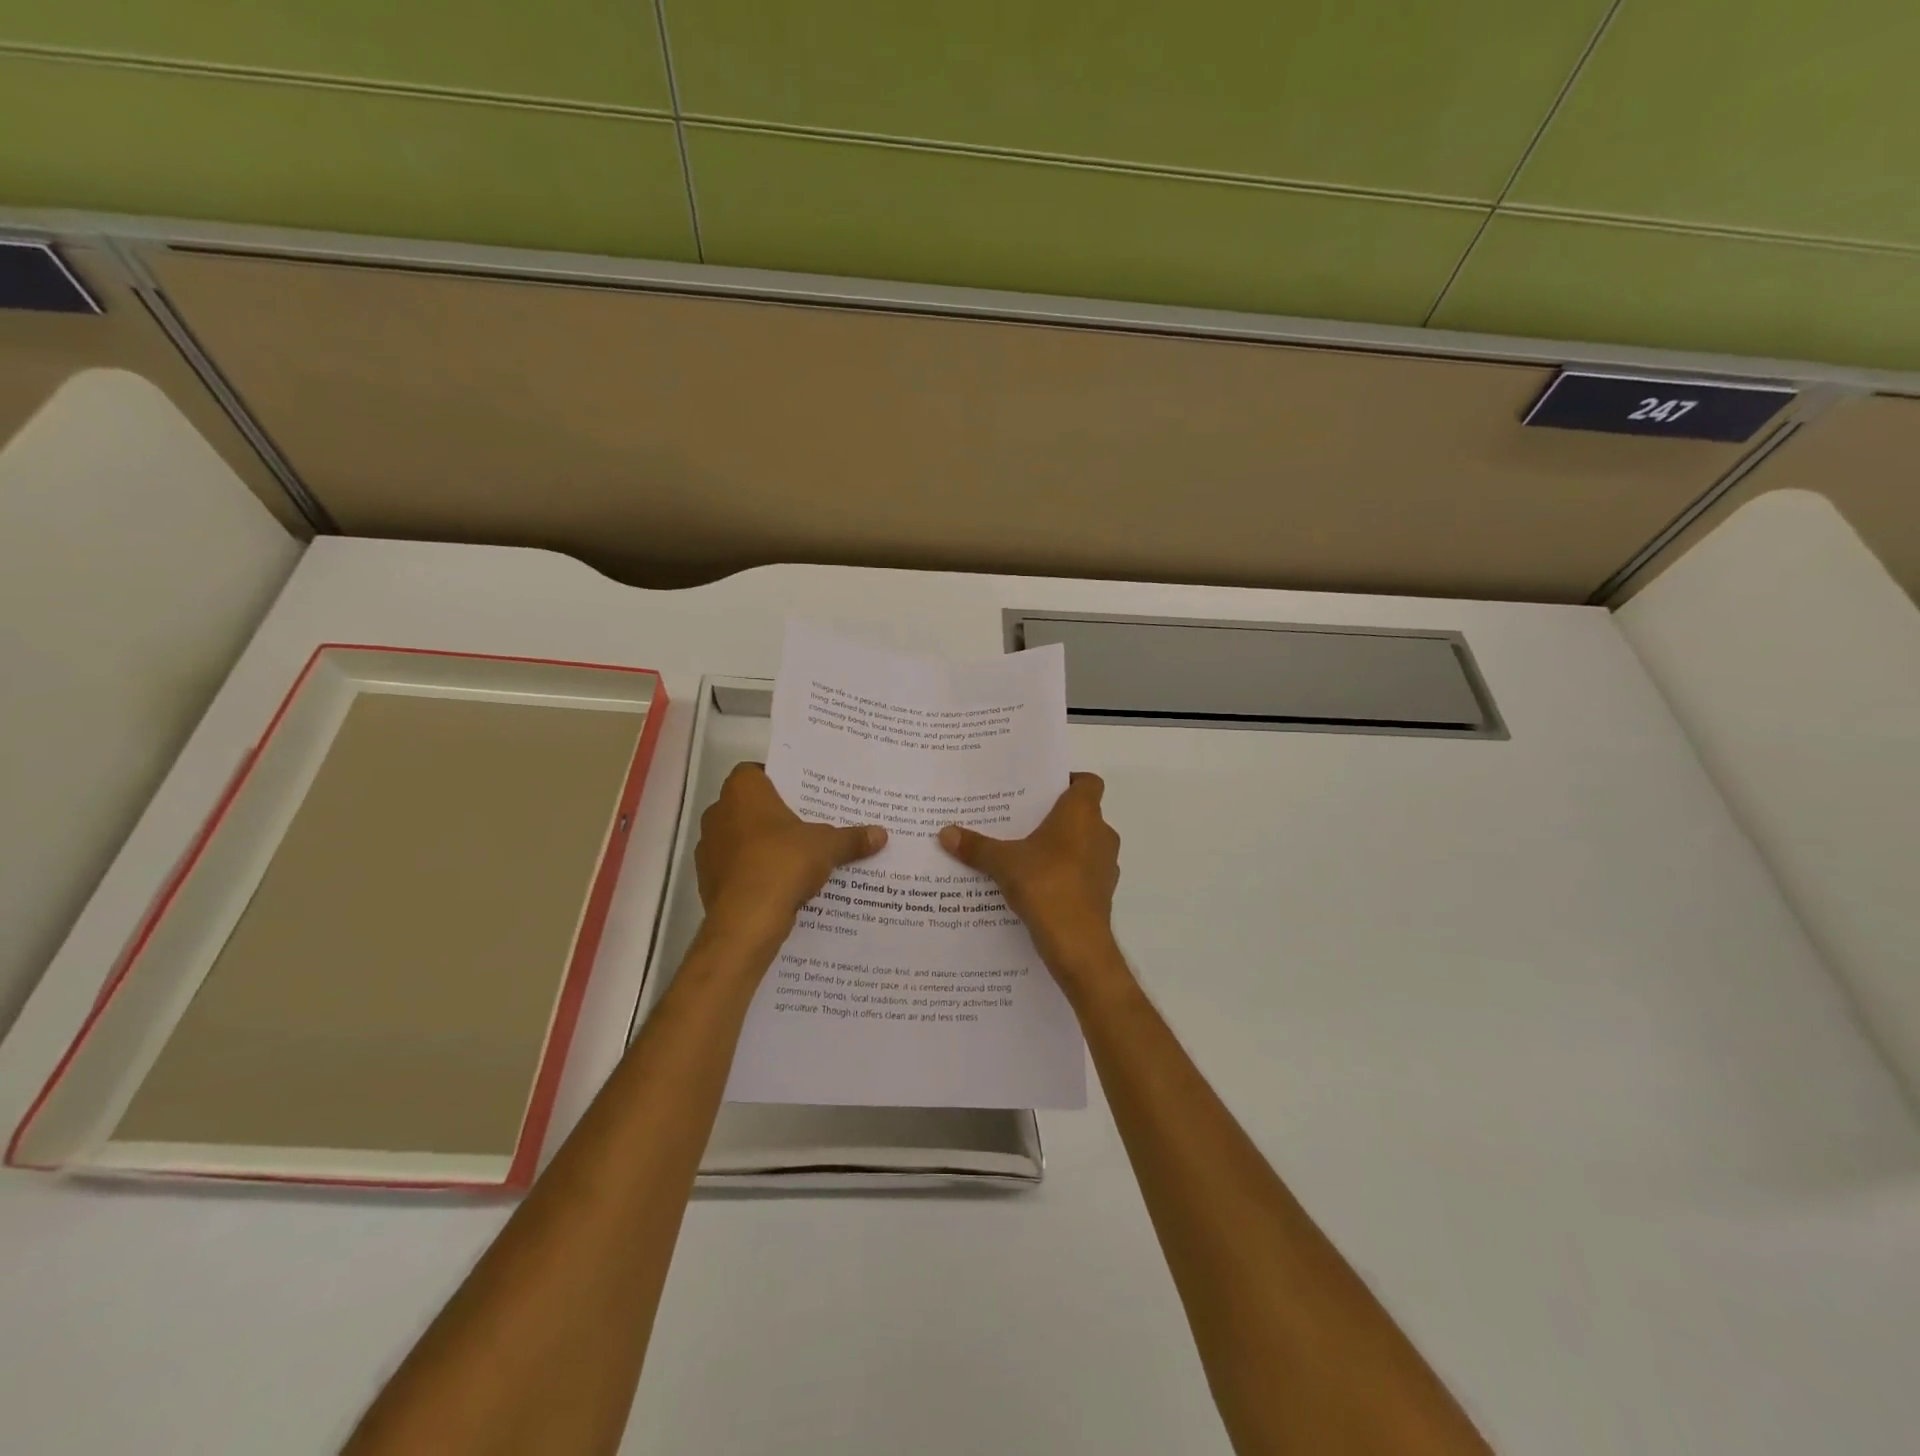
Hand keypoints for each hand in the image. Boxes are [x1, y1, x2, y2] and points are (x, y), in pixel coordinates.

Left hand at [695, 765, 886, 945]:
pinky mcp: (708, 880)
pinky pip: (737, 868)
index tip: (802, 794)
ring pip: (741, 838)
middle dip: (775, 815)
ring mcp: (708, 848)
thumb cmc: (783, 863)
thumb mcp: (827, 846)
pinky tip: (781, 883)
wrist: (746, 920)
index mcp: (742, 791)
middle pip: (750, 806)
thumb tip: (881, 834)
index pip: (756, 772)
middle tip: (807, 824)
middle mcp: (718, 812)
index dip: (778, 781)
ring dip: (763, 845)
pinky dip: (754, 872)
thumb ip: (851, 838)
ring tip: (798, 856)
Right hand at [938, 773, 1119, 974]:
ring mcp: (1105, 865)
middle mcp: (1101, 833)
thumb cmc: (1045, 885)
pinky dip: (1065, 873)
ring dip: (1061, 847)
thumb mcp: (1003, 863)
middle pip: (1082, 814)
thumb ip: (976, 846)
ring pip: (1083, 844)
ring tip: (1025, 853)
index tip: (1041, 789)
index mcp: (1082, 814)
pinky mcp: (1102, 892)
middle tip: (1021, 820)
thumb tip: (944, 832)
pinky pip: (1083, 872)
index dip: (1068, 781)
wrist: (1077, 943)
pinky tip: (1036, 884)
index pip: (1087, 782)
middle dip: (1055, 816)